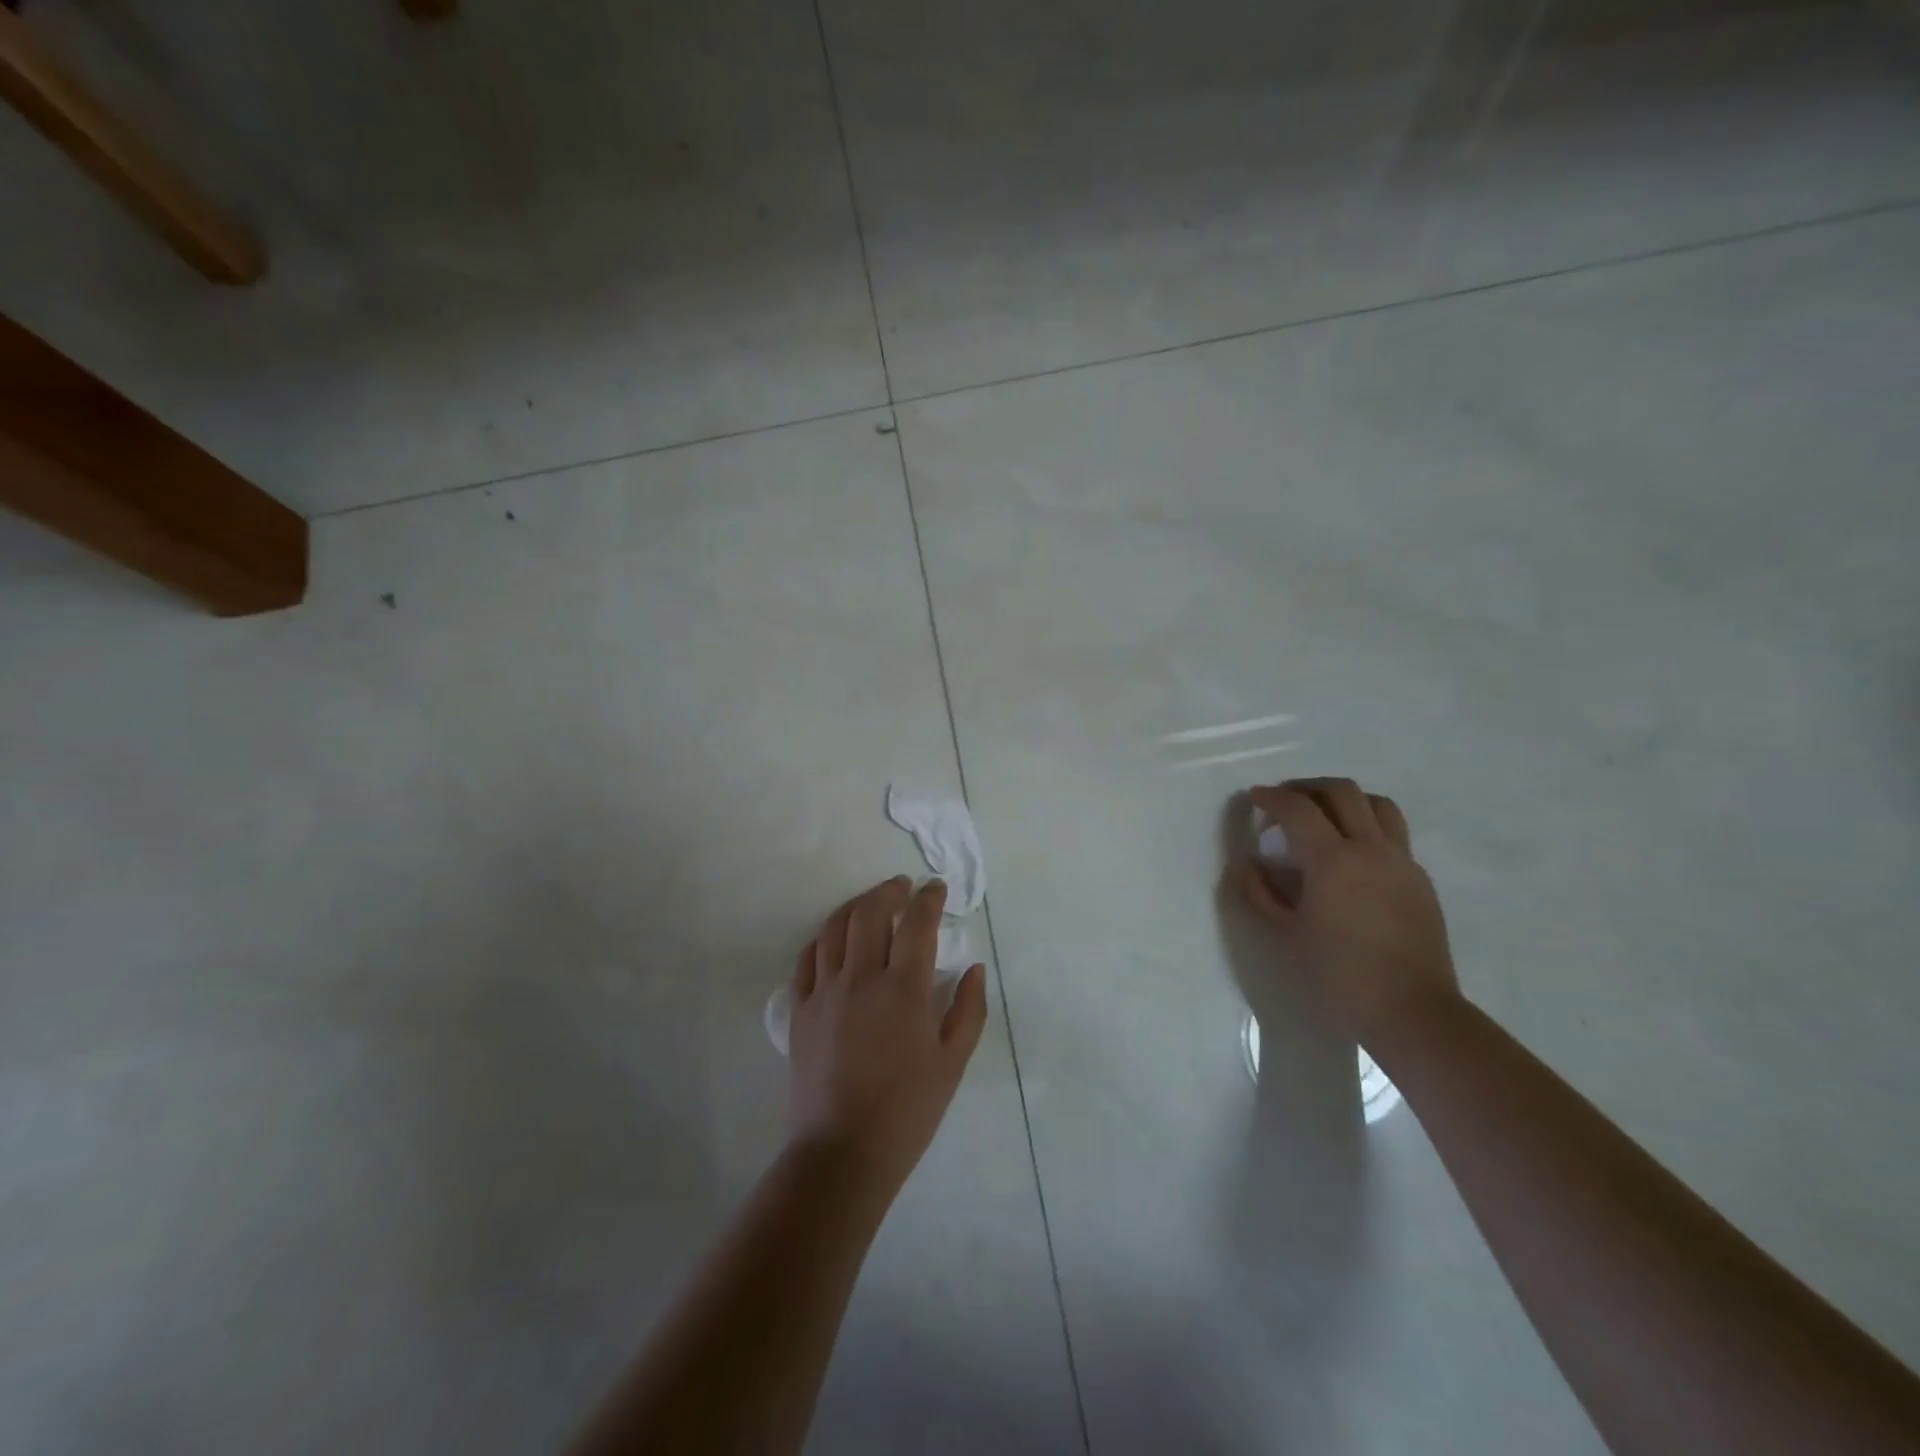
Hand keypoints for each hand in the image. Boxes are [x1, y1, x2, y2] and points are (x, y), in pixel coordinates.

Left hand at [787, 876, 988, 1204]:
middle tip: (902, 887)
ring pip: (835, 928)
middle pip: (870, 912)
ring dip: (855, 906)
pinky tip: (833, 939)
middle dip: (889, 891)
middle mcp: (861, 978)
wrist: (843, 1152)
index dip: (929, 898)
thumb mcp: (953, 1063)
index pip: (917, 923)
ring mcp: (824, 992)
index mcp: (904, 989)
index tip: (936, 888)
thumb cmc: (908, 1110)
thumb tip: (975, 967)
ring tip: (869, 903)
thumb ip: (969, 1009)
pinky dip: (823, 938)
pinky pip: (807, 959)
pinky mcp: (800, 1010)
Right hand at [1240, 778, 1459, 1048]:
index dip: (1271, 797)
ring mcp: (1401, 861)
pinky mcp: (1419, 879)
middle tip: (1285, 800)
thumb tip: (1249, 863)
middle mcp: (1370, 849)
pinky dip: (1367, 825)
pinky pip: (1393, 833)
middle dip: (1307, 787)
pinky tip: (1351, 853)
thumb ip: (1259, 893)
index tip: (1254, 798)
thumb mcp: (1285, 936)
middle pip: (1341, 791)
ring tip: (1323, 815)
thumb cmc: (1339, 975)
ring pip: (1377, 804)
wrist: (1413, 1012)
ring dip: (1344, 799)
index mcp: (1333, 860)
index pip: (1297, 808)